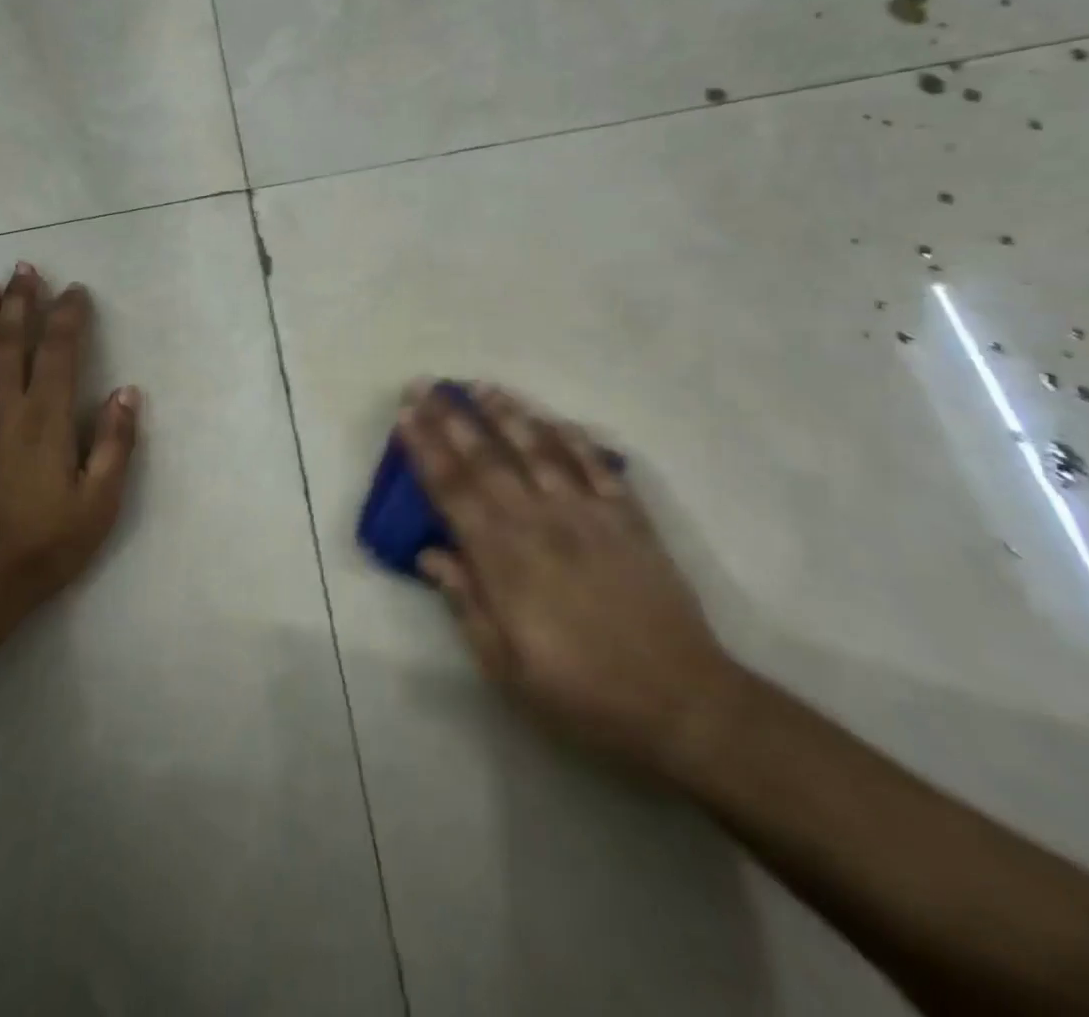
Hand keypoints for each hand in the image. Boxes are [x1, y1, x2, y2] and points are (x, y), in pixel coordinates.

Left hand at [0, 263, 139, 640]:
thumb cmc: (42, 546)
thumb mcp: (98, 503)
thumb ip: (116, 444)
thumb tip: (128, 392)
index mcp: (44, 418)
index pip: (59, 351)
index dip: (68, 316)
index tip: (75, 291)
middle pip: (9, 341)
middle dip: (20, 302)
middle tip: (25, 270)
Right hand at [398, 382, 738, 774]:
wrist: (683, 704)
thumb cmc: (582, 694)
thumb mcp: (506, 668)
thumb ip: (465, 603)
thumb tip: (429, 554)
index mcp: (504, 558)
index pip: (452, 490)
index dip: (425, 448)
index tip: (405, 414)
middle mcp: (541, 521)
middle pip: (487, 458)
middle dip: (451, 417)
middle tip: (426, 384)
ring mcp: (589, 514)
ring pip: (539, 449)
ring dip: (507, 414)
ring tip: (481, 386)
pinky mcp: (629, 518)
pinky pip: (596, 466)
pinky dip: (573, 438)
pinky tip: (555, 419)